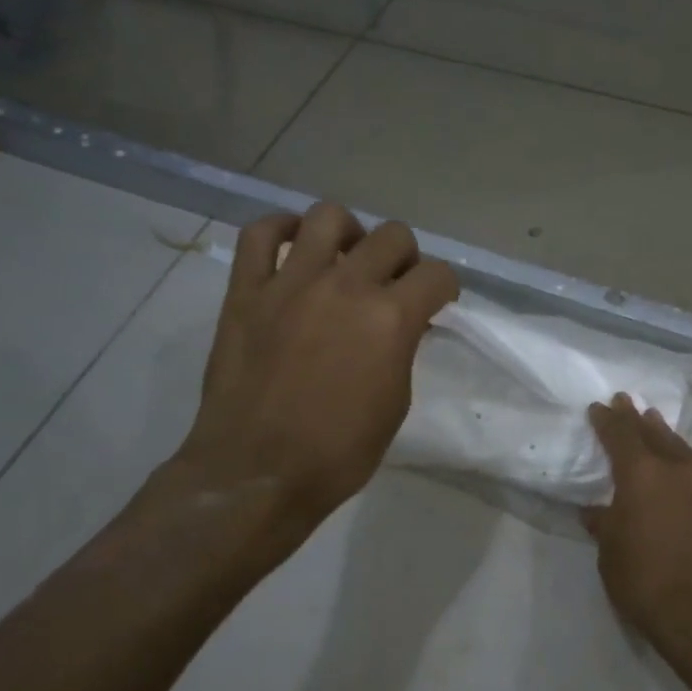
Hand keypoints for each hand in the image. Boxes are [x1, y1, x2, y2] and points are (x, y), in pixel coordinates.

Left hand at [168, 203, 457, 536]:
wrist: (259, 473)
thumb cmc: (339, 452)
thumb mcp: (395, 402)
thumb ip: (401, 350)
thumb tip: (401, 326)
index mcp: (390, 319)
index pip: (437, 275)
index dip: (445, 288)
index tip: (438, 302)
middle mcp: (346, 286)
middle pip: (392, 237)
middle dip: (406, 258)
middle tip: (395, 284)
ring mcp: (290, 283)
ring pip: (328, 217)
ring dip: (349, 233)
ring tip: (346, 258)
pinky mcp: (246, 291)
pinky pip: (259, 234)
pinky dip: (280, 230)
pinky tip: (292, 247)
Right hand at [582, 393, 691, 646]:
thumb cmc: (646, 580)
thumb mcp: (610, 554)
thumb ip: (604, 525)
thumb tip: (596, 512)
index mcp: (641, 475)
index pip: (620, 436)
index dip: (608, 420)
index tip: (599, 407)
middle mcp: (677, 470)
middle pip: (654, 434)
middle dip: (637, 418)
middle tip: (628, 402)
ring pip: (684, 451)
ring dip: (667, 437)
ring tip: (657, 424)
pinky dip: (688, 470)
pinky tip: (685, 478)